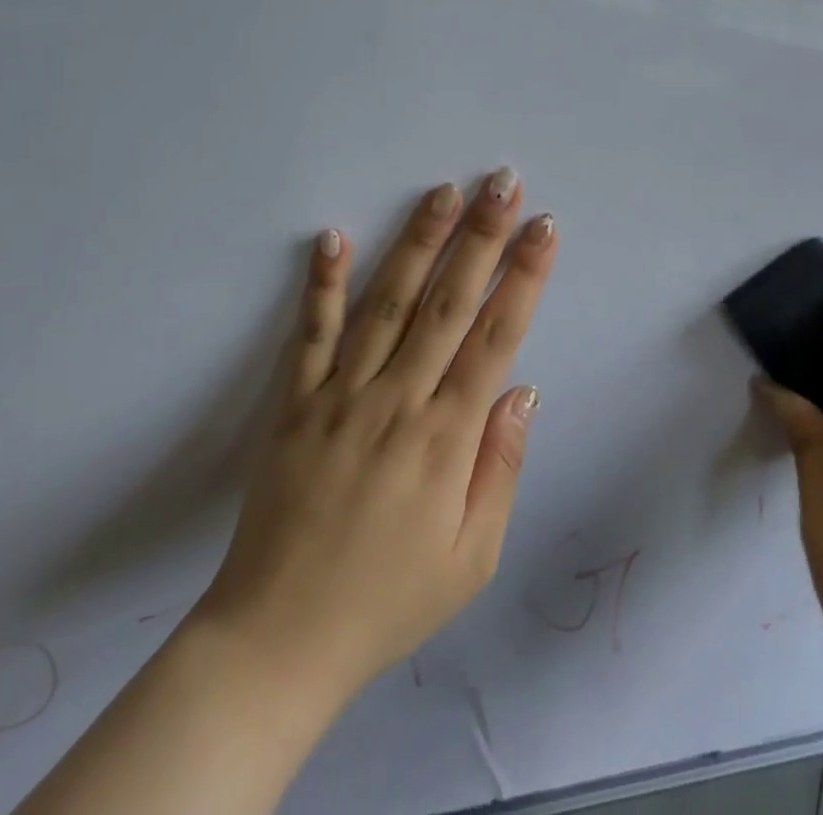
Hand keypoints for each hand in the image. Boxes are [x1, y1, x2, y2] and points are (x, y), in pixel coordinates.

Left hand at [195, 167, 557, 702]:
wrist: (279, 640)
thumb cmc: (388, 601)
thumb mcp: (471, 559)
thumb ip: (501, 468)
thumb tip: (524, 389)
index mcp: (447, 439)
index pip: (496, 338)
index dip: (523, 278)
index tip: (543, 228)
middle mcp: (397, 401)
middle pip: (448, 303)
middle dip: (481, 237)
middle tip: (502, 183)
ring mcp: (341, 396)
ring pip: (388, 303)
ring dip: (418, 242)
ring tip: (442, 192)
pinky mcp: (295, 402)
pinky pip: (312, 334)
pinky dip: (322, 283)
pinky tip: (334, 236)